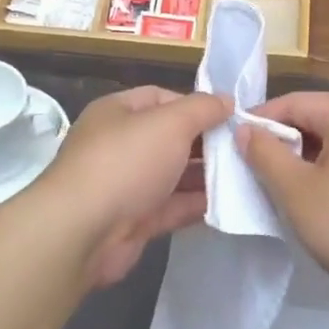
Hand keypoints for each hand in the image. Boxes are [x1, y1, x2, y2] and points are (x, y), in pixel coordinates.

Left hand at [34, 86, 231, 286]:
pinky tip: (227, 204)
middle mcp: (119, 145)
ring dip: (205, 176)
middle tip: (245, 149)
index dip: (195, 105)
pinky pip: (171, 208)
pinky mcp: (133, 221)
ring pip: (172, 175)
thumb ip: (202, 109)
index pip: (161, 98)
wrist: (82, 231)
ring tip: (246, 176)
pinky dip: (195, 205)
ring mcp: (125, 185)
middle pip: (170, 138)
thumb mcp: (170, 123)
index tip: (230, 117)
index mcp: (118, 113)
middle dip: (205, 142)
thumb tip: (227, 100)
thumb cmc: (126, 162)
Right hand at [239, 92, 328, 312]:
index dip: (261, 121)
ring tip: (290, 187)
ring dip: (313, 157)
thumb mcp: (296, 192)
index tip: (236, 144)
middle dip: (288, 141)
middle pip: (321, 117)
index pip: (295, 102)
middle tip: (260, 170)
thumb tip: (245, 129)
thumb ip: (265, 154)